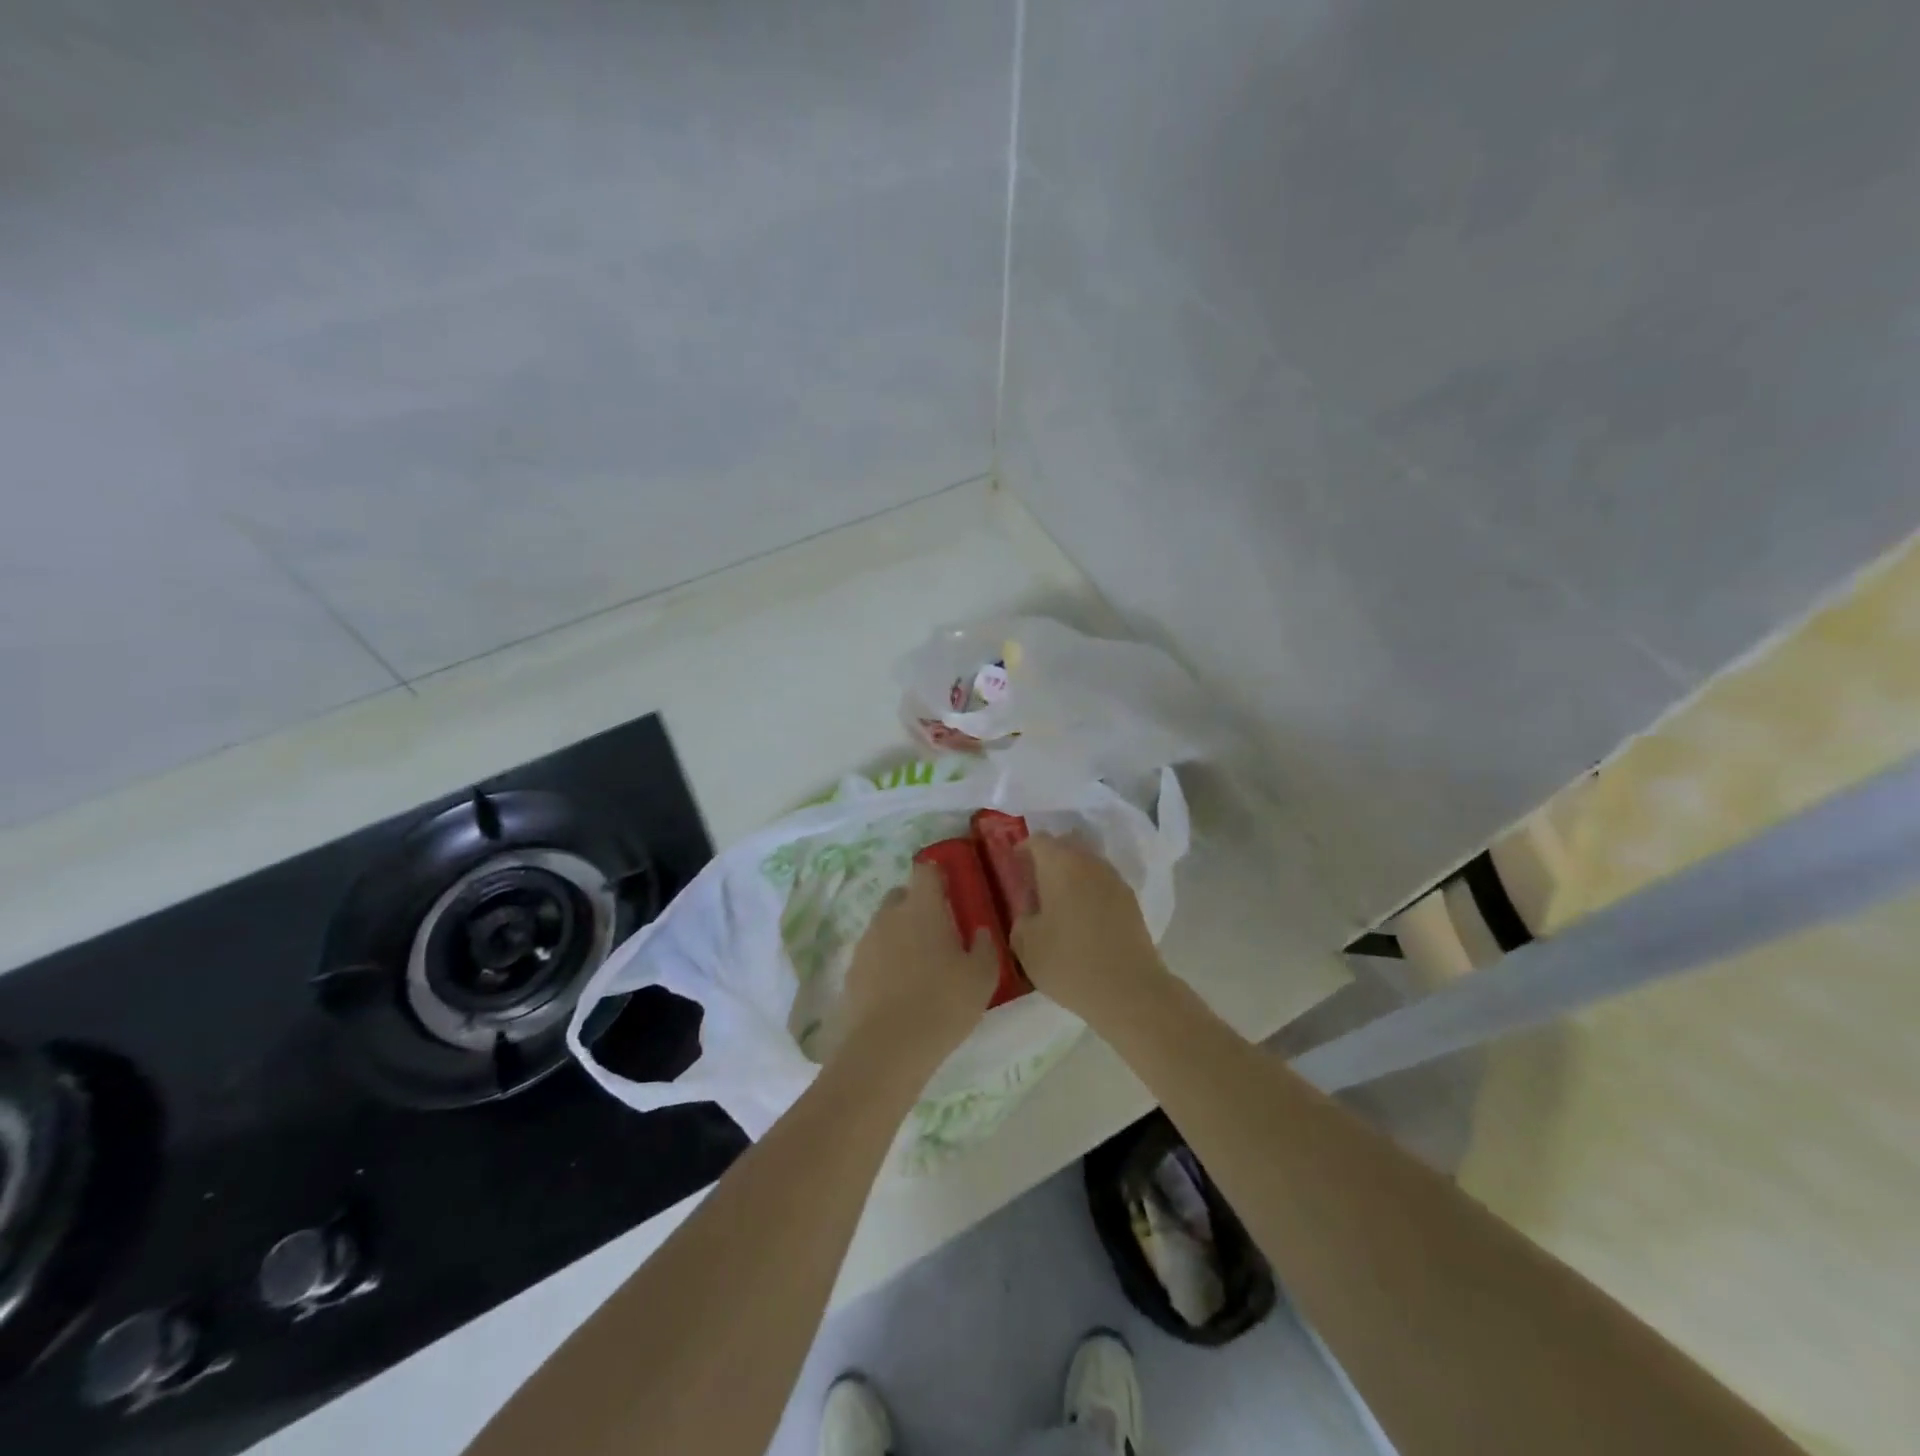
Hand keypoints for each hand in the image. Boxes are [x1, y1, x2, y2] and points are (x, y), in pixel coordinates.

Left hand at [835, 860, 998, 1070]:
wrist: (887, 1049)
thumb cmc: (942, 1003)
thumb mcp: (981, 977)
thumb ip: (984, 946)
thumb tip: (979, 931)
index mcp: (922, 908)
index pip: (925, 870)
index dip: (937, 875)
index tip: (950, 889)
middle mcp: (889, 916)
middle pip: (901, 895)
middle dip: (916, 905)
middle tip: (938, 931)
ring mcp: (866, 943)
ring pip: (885, 926)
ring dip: (900, 935)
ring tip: (919, 965)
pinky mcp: (851, 972)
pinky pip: (872, 955)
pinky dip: (884, 963)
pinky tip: (899, 989)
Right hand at [1010, 834, 1166, 1024]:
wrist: (1129, 989)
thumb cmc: (1068, 962)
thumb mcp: (1025, 943)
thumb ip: (1022, 917)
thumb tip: (1031, 908)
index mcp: (1059, 864)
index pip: (1038, 840)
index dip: (1023, 851)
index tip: (1015, 869)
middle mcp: (1089, 862)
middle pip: (1066, 845)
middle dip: (1049, 858)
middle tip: (1035, 885)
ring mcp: (1114, 879)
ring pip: (1087, 863)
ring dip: (1071, 875)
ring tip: (1060, 904)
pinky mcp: (1131, 900)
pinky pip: (1102, 883)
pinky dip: (1089, 891)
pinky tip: (1083, 918)